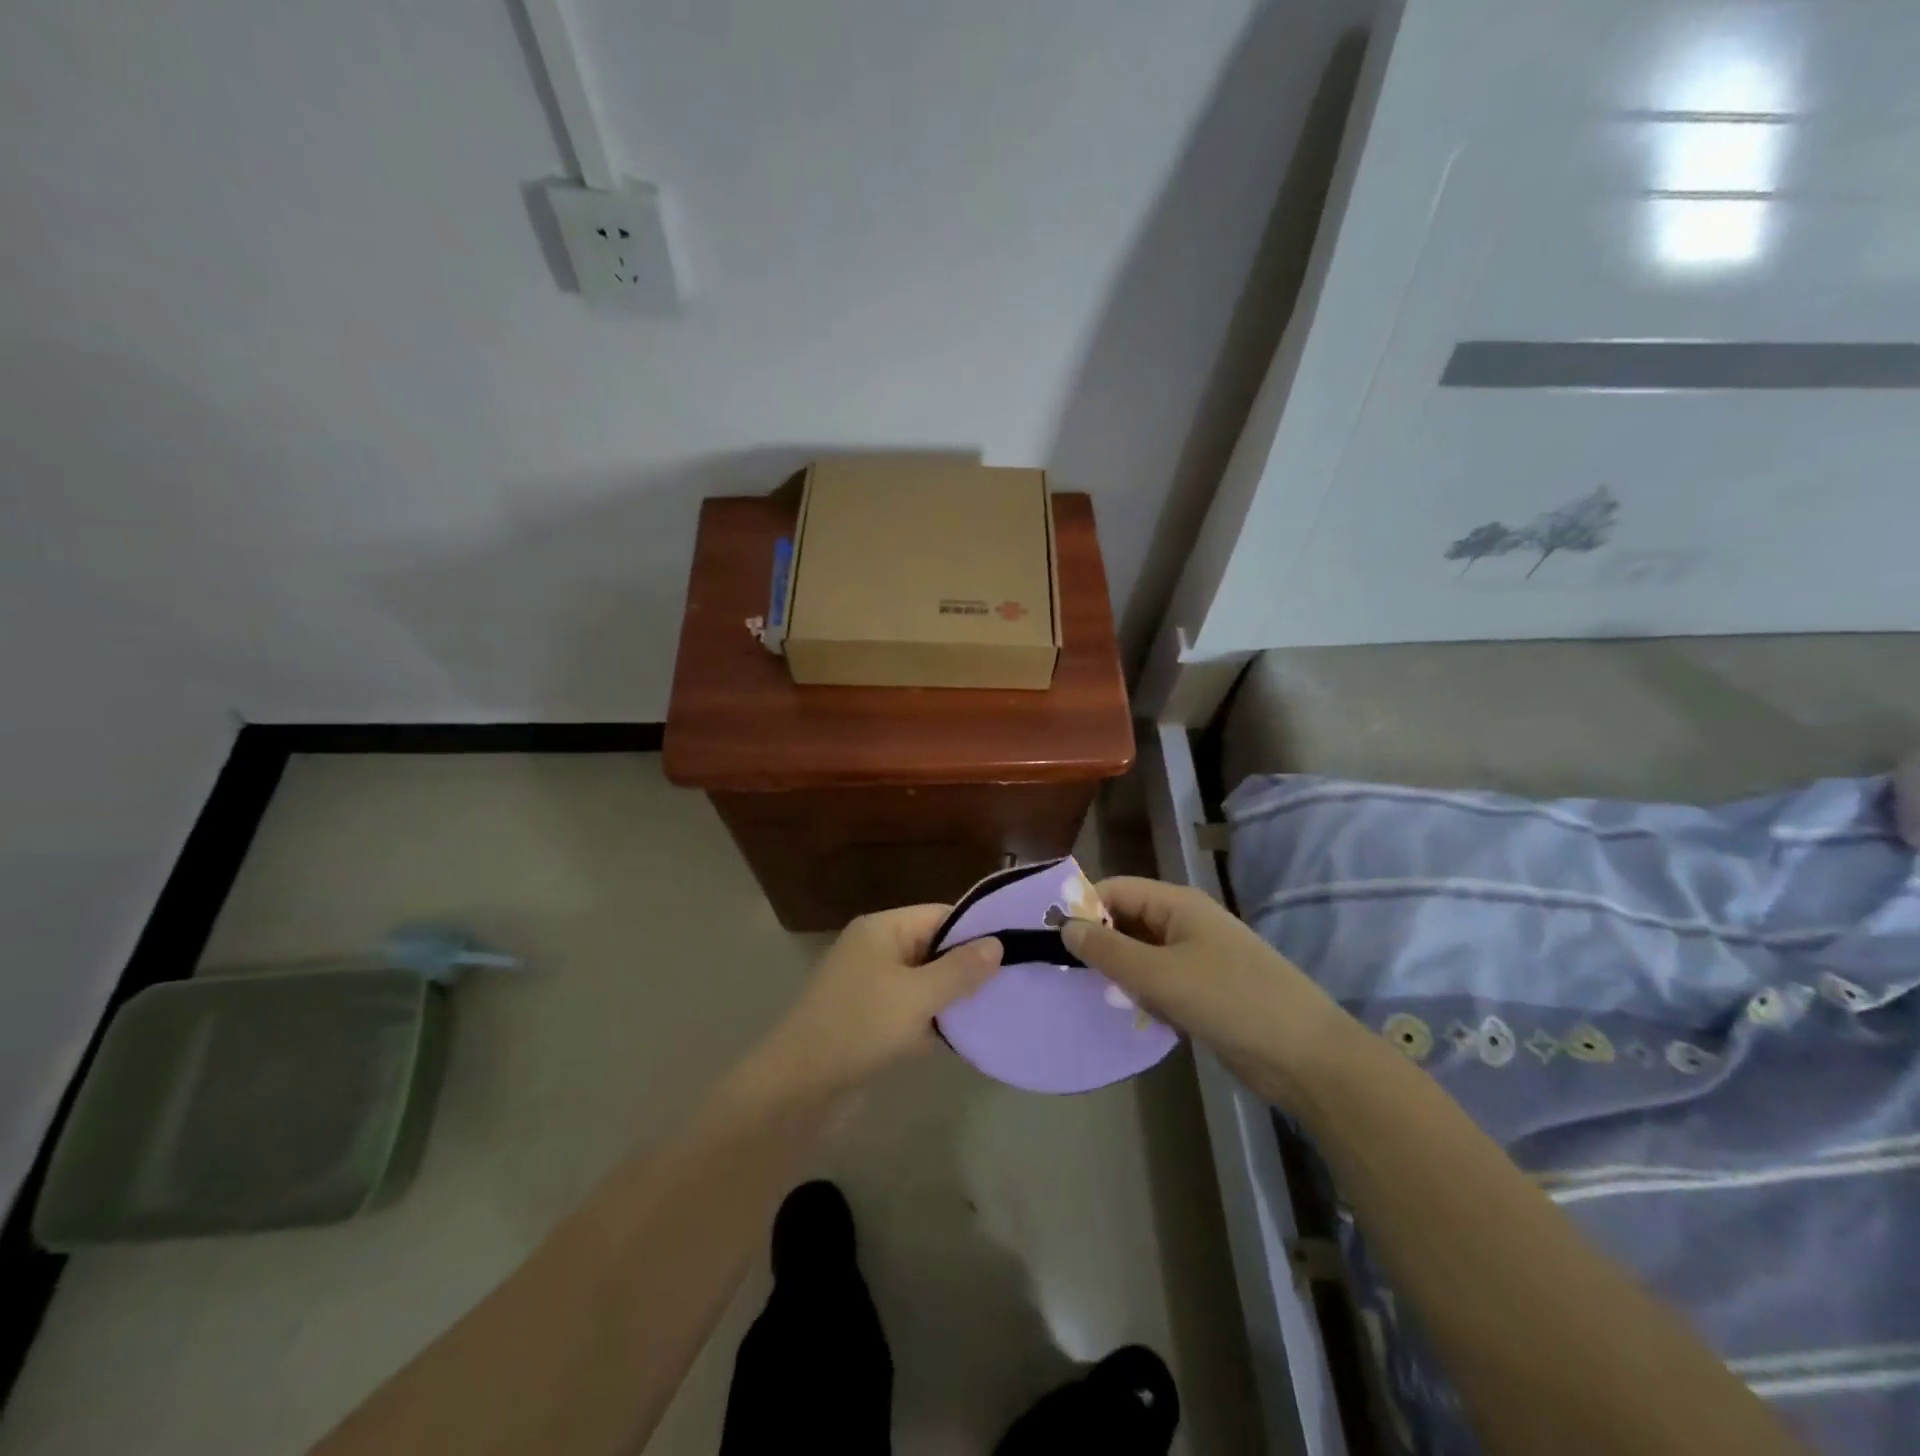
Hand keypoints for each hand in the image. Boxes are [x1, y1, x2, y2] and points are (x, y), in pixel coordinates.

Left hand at [759, 906, 1002, 1094]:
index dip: (977, 932)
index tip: (1016, 950)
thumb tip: (997, 943)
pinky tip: (963, 1038)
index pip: (941, 915)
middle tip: (1012, 985)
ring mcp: (871, 986)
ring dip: (952, 999)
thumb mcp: (918, 996)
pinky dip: (933, 1021)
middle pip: (935, 948)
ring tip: (996, 1011)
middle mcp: (877, 949)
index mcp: (883, 929)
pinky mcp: (870, 1019)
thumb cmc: (860, 1027)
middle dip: (969, 968)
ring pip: (926, 983)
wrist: (799, 1088)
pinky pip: (912, 1010)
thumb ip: (960, 970)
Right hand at [1061, 877, 1352, 1106]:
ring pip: (1142, 955)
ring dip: (1122, 975)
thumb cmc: (1230, 1001)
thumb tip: (1064, 926)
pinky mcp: (1206, 990)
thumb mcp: (1159, 975)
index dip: (1083, 909)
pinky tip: (1136, 1017)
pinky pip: (1161, 982)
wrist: (1305, 1056)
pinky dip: (1145, 996)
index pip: (1115, 890)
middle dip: (1100, 946)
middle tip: (1070, 976)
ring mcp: (1198, 956)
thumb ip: (1108, 950)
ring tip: (1100, 999)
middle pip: (1127, 920)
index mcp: (1177, 903)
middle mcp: (1185, 922)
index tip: (1051, 941)